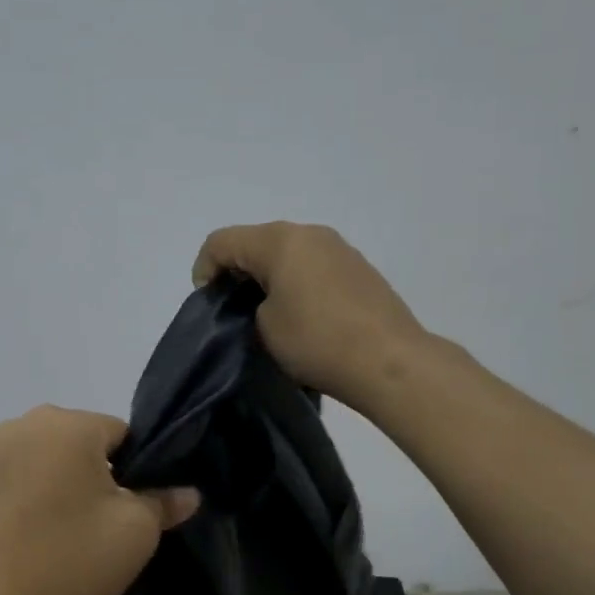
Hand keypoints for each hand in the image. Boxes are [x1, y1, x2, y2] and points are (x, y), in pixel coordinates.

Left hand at [0, 406, 199, 594]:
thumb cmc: (73, 564)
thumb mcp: (136, 532)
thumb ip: (163, 502)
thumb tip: (186, 493)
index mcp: (65, 425)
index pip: (116, 432)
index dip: (132, 468)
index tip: (128, 508)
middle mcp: (16, 427)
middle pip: (70, 442)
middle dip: (87, 473)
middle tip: (94, 524)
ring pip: (33, 461)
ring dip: (48, 484)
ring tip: (54, 536)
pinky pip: (1, 485)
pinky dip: (14, 502)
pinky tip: (19, 543)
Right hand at [191, 222, 429, 414]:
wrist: (390, 362)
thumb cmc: (316, 341)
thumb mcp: (263, 327)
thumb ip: (248, 305)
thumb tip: (259, 303)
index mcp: (279, 240)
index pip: (221, 242)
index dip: (204, 271)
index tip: (210, 308)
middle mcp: (309, 232)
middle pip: (255, 242)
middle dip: (237, 273)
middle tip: (234, 313)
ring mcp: (339, 248)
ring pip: (286, 253)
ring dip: (268, 278)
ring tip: (269, 316)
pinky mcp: (359, 268)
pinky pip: (312, 266)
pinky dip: (295, 283)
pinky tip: (303, 316)